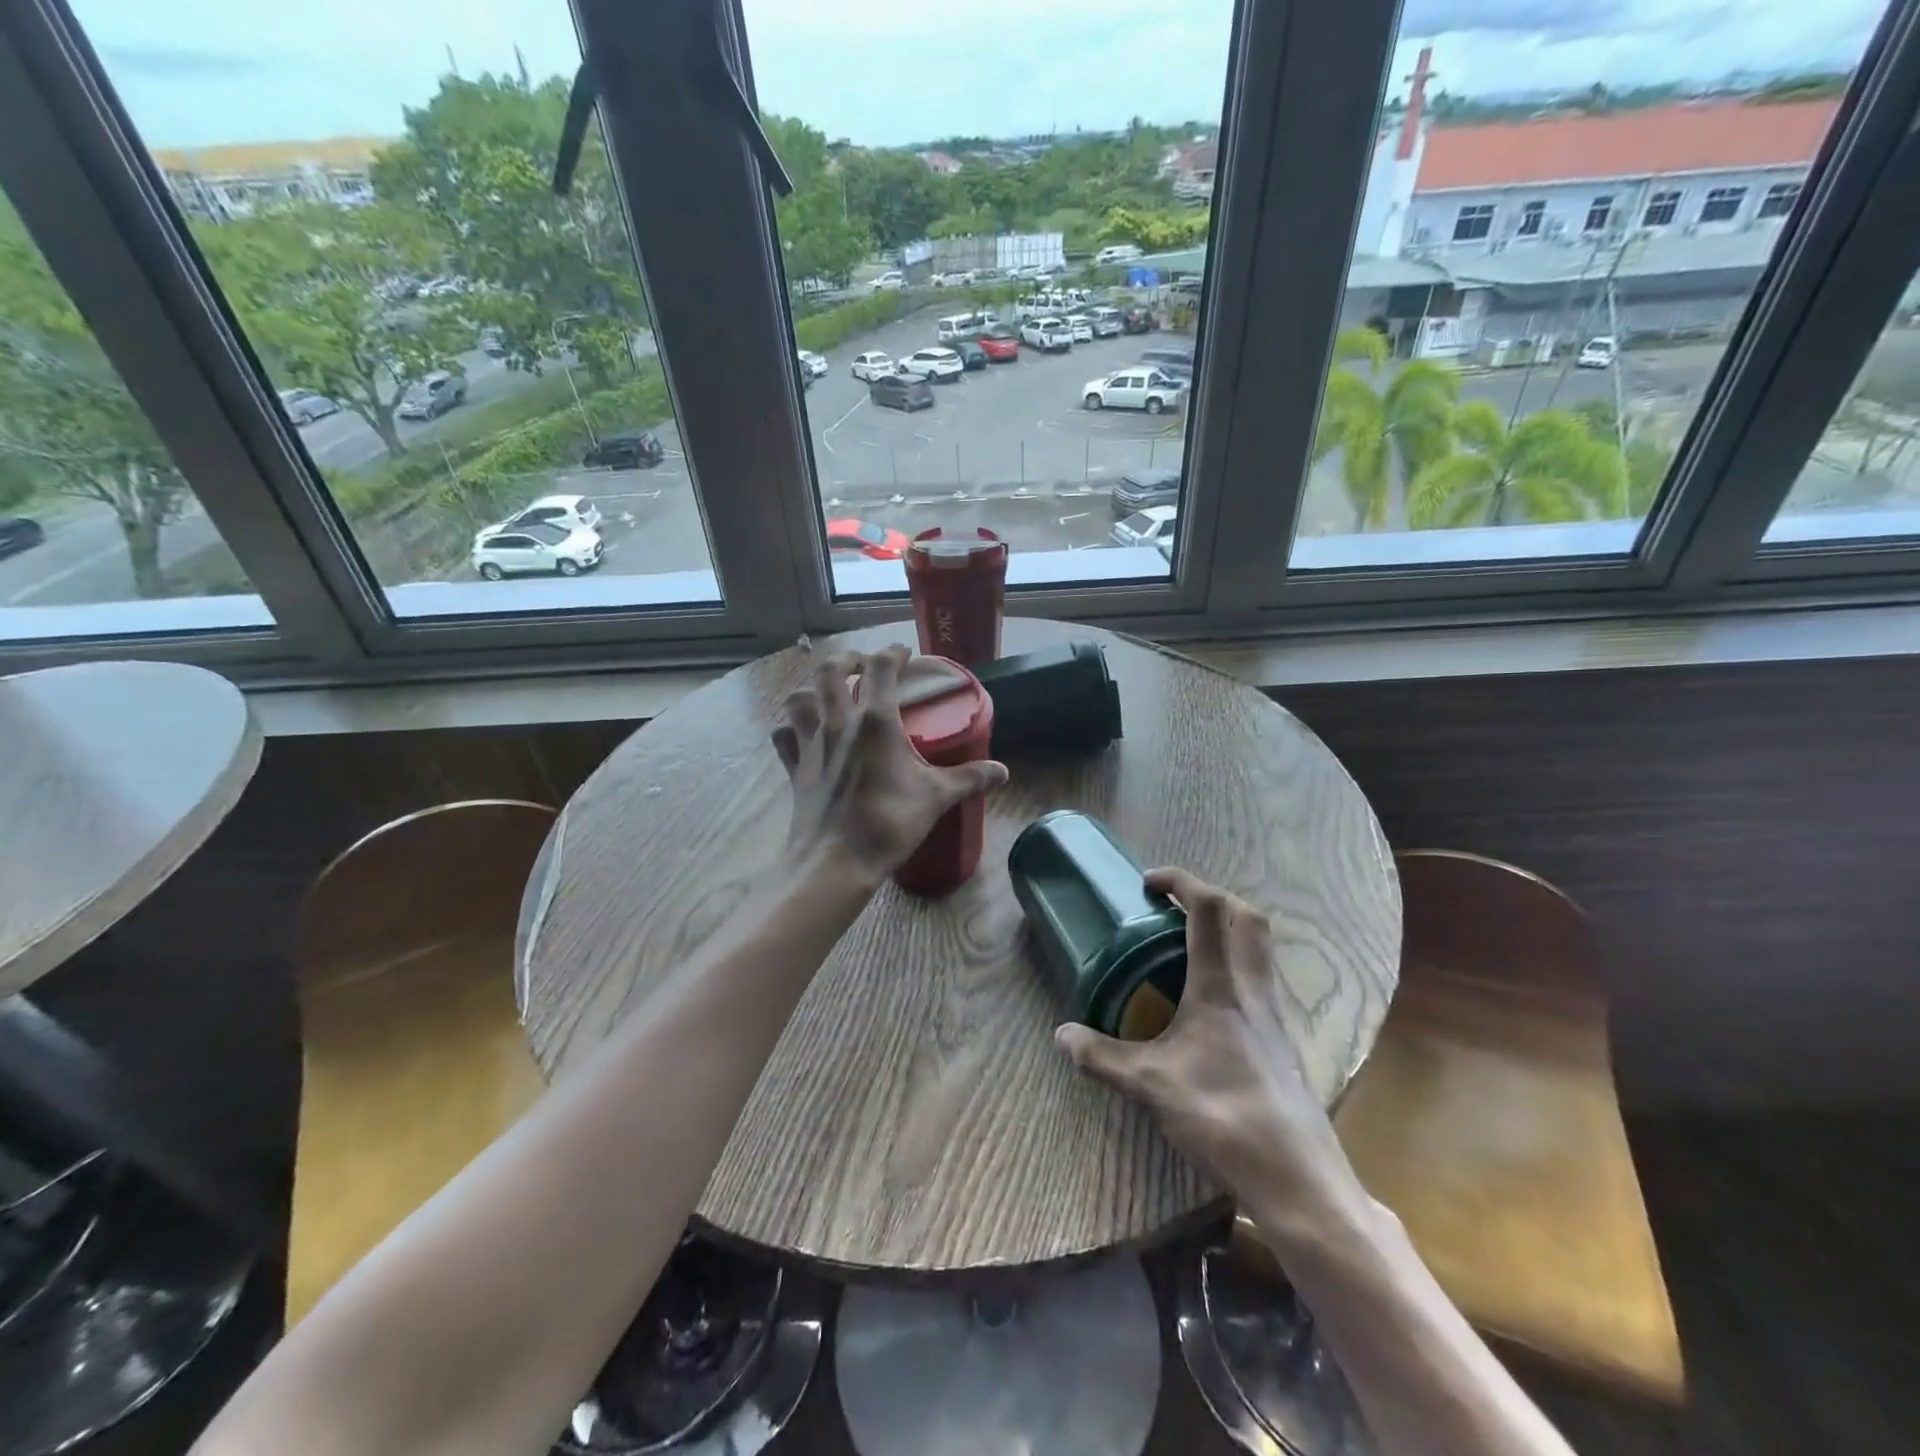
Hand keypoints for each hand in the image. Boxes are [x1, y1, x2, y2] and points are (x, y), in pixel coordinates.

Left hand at [772, 646, 1007, 886]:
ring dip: (812, 687)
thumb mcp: (937, 798)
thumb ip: (970, 778)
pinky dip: (791, 727)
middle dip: (846, 660)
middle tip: (862, 665)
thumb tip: (1003, 771)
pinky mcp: (794, 769)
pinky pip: (784, 736)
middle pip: (829, 671)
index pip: (880, 668)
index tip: (904, 653)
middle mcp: (838, 723)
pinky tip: (802, 733)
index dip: (892, 653)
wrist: (836, 863)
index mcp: (875, 721)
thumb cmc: (889, 823)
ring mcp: (811, 745)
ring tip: (828, 694)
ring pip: (799, 697)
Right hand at [1055, 868, 1362, 1221]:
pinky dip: (1235, 968)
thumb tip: (1061, 1035)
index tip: (1148, 882)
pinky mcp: (1282, 1039)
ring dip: (1227, 931)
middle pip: (1246, 916)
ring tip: (1186, 951)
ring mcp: (1274, 1014)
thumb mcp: (1150, 1085)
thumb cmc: (1221, 1116)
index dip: (1181, 881)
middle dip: (1210, 898)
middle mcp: (1253, 988)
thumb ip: (1102, 1057)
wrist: (1295, 1176)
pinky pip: (1260, 980)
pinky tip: (1208, 1004)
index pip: (1209, 907)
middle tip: (1173, 910)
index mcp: (1221, 985)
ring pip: (1259, 948)